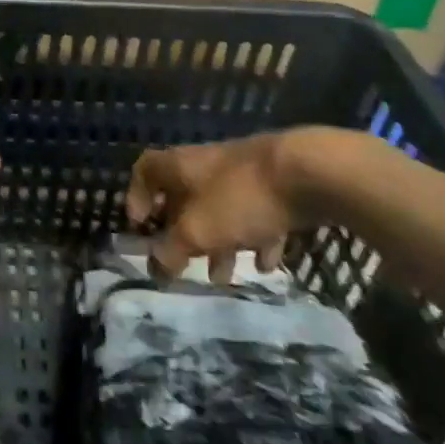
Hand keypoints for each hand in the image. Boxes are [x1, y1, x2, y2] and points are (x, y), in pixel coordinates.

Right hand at [125, 128, 352, 280]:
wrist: (308, 172)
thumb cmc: (240, 197)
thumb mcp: (198, 230)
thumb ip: (172, 250)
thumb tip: (154, 268)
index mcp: (179, 166)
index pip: (144, 171)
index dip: (136, 197)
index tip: (140, 226)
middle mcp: (206, 166)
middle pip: (184, 197)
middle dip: (183, 234)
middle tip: (183, 262)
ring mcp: (242, 175)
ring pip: (220, 210)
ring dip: (219, 243)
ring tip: (224, 278)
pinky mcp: (274, 186)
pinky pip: (255, 215)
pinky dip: (255, 238)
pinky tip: (265, 264)